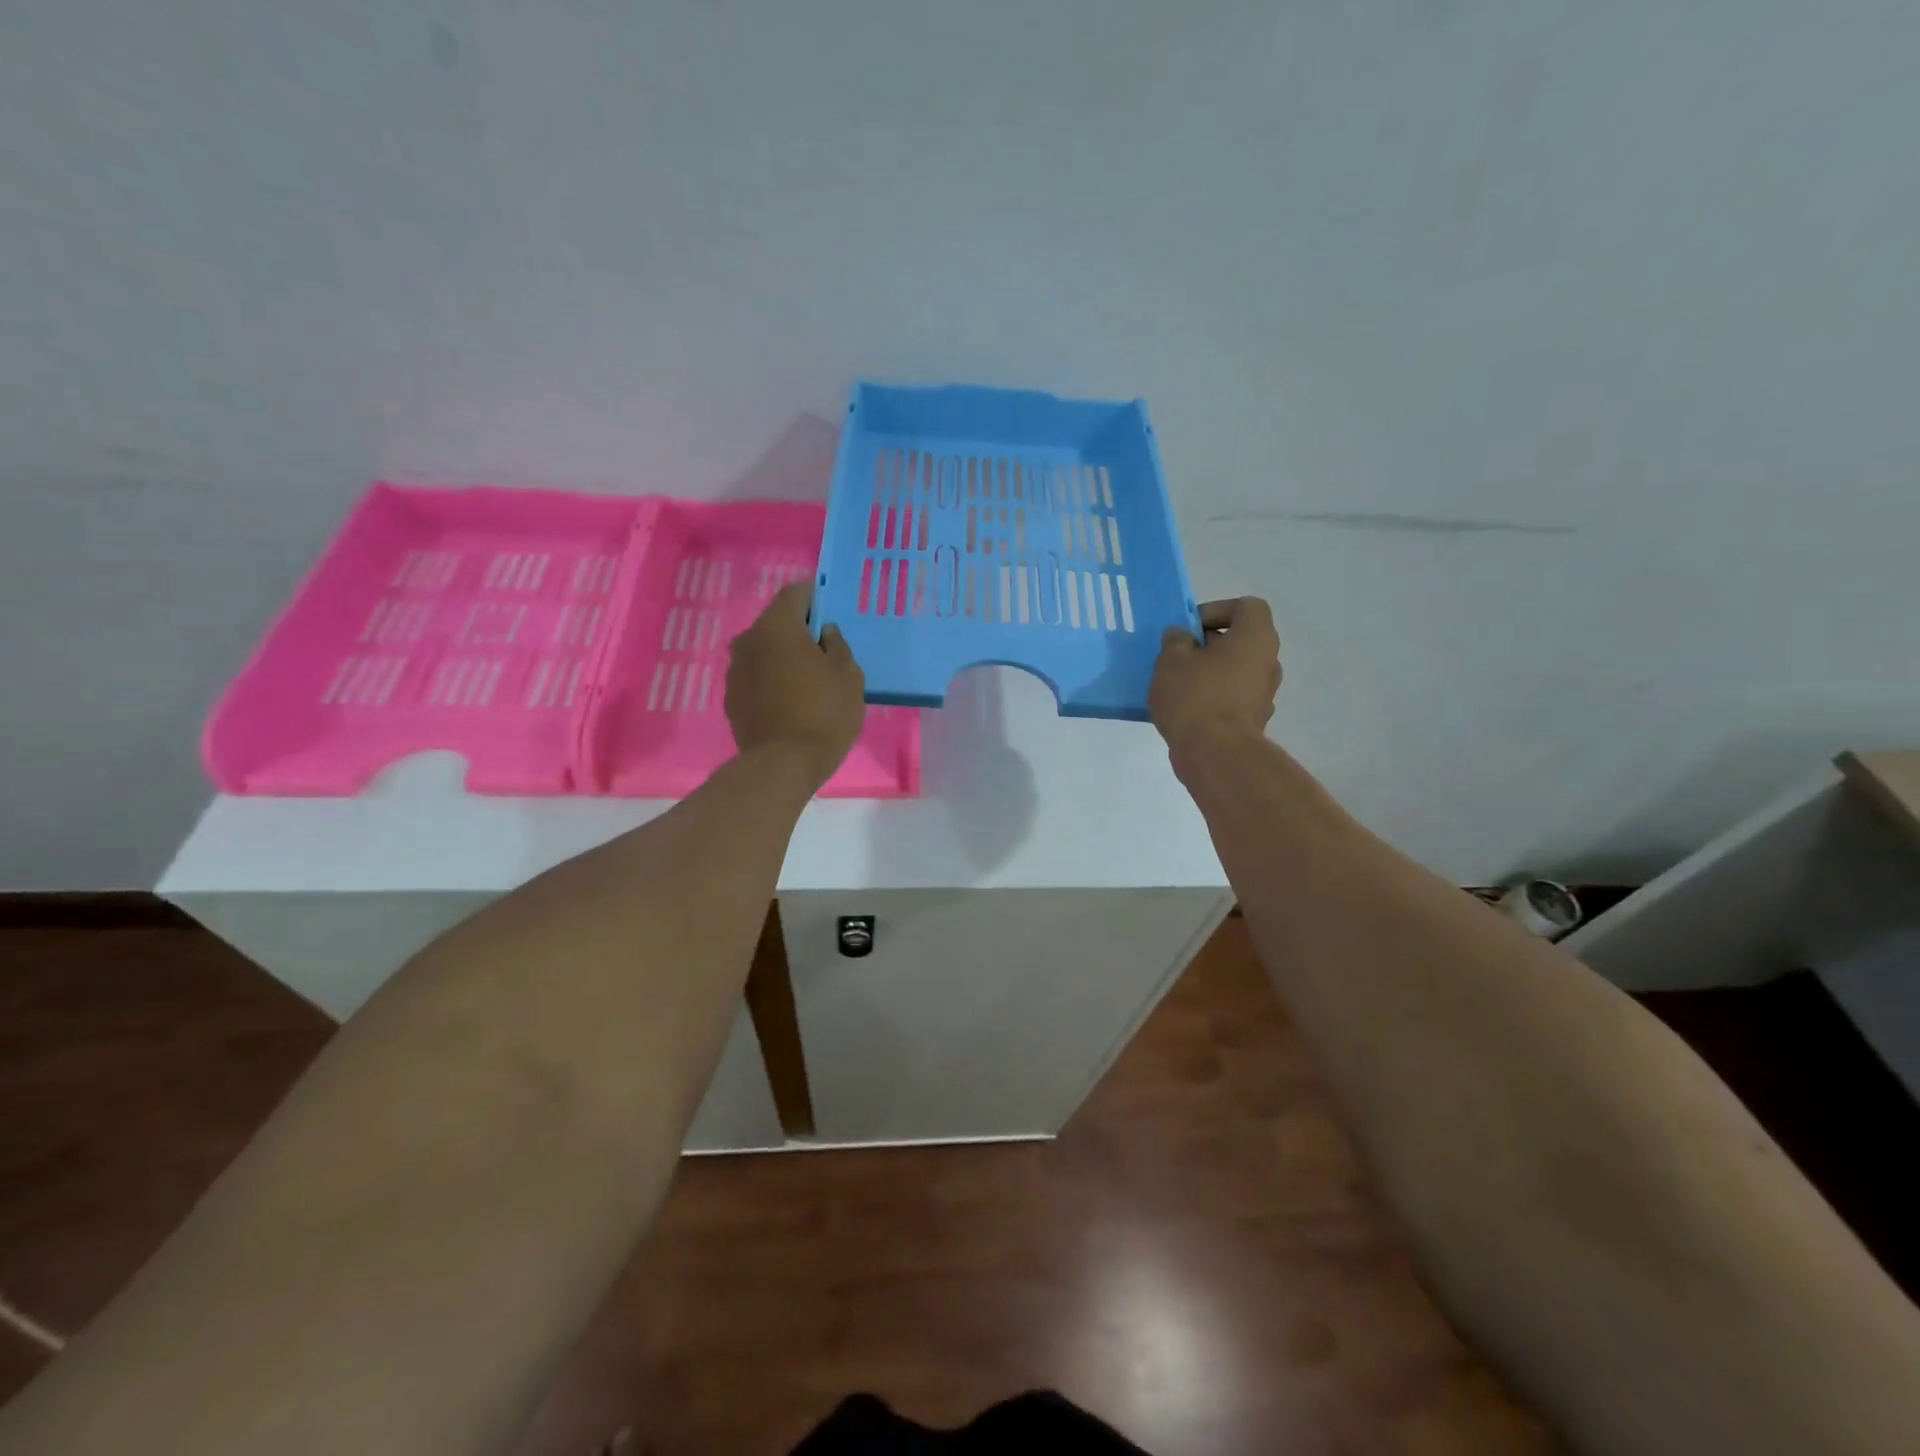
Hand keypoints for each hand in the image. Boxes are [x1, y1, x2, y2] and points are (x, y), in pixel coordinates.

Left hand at [726, 582, 865, 789]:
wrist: (782, 765)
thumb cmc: (824, 713)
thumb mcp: (849, 676)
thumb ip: (837, 646)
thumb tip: (824, 633)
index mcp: (777, 626)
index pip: (795, 594)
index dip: (816, 597)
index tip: (831, 611)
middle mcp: (748, 640)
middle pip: (777, 622)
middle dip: (799, 630)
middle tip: (824, 650)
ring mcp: (735, 670)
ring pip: (764, 651)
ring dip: (783, 657)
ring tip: (808, 679)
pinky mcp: (731, 698)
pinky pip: (756, 677)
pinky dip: (772, 680)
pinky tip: (791, 701)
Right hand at [1148, 597, 1281, 749]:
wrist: (1215, 754)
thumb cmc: (1195, 696)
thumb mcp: (1172, 659)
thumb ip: (1176, 640)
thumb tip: (1182, 637)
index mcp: (1256, 637)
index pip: (1246, 607)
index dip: (1216, 611)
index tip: (1190, 630)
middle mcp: (1268, 661)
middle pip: (1240, 640)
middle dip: (1208, 645)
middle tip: (1177, 657)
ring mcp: (1264, 694)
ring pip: (1235, 670)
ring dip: (1209, 672)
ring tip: (1177, 685)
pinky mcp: (1254, 720)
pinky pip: (1231, 697)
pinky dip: (1212, 697)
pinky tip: (1186, 710)